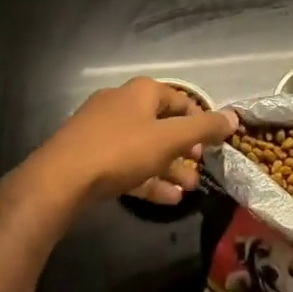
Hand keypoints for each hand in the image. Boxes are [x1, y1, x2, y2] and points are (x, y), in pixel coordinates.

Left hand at [16, 77, 238, 216]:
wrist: (58, 181)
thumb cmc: (120, 151)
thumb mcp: (169, 139)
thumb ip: (204, 129)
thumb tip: (234, 117)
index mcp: (140, 92)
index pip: (180, 99)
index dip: (200, 119)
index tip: (215, 142)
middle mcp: (121, 104)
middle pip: (162, 124)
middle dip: (185, 149)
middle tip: (200, 167)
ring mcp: (102, 131)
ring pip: (145, 148)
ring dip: (169, 168)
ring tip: (189, 189)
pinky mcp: (90, 157)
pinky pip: (126, 165)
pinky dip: (147, 179)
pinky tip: (167, 199)